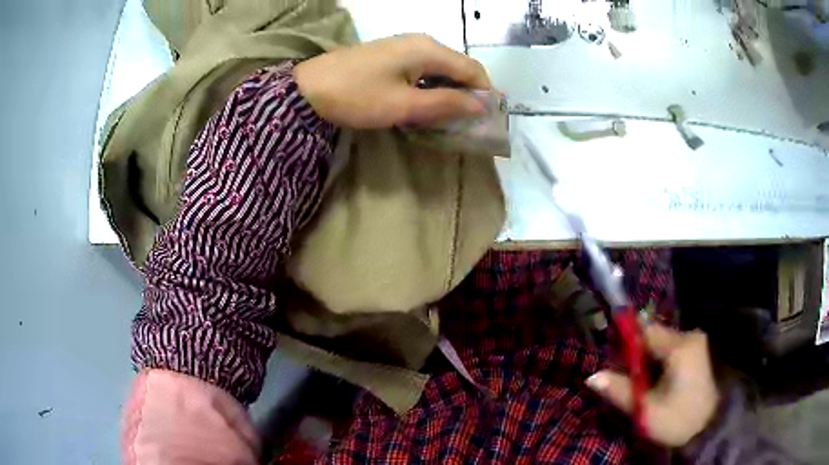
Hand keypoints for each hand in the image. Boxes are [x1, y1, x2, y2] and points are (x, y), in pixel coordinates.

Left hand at [294, 34, 491, 128]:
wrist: (309, 88)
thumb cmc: (357, 97)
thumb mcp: (404, 105)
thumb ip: (446, 104)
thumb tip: (482, 105)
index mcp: (429, 50)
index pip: (473, 70)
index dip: (485, 94)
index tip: (488, 120)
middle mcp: (422, 42)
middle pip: (459, 67)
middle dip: (467, 94)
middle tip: (466, 123)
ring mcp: (405, 46)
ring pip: (441, 68)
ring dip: (448, 92)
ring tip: (446, 118)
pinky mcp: (391, 54)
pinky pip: (423, 68)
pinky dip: (431, 86)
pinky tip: (424, 104)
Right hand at [586, 324, 719, 447]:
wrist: (709, 428)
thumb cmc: (677, 420)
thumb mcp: (645, 411)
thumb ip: (619, 391)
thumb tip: (591, 377)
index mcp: (679, 347)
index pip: (645, 331)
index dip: (626, 343)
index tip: (614, 361)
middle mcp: (690, 336)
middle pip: (655, 335)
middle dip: (638, 354)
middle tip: (628, 379)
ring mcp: (697, 342)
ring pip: (664, 342)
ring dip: (650, 358)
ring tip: (643, 384)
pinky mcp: (700, 351)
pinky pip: (673, 348)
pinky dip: (662, 361)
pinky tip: (659, 381)